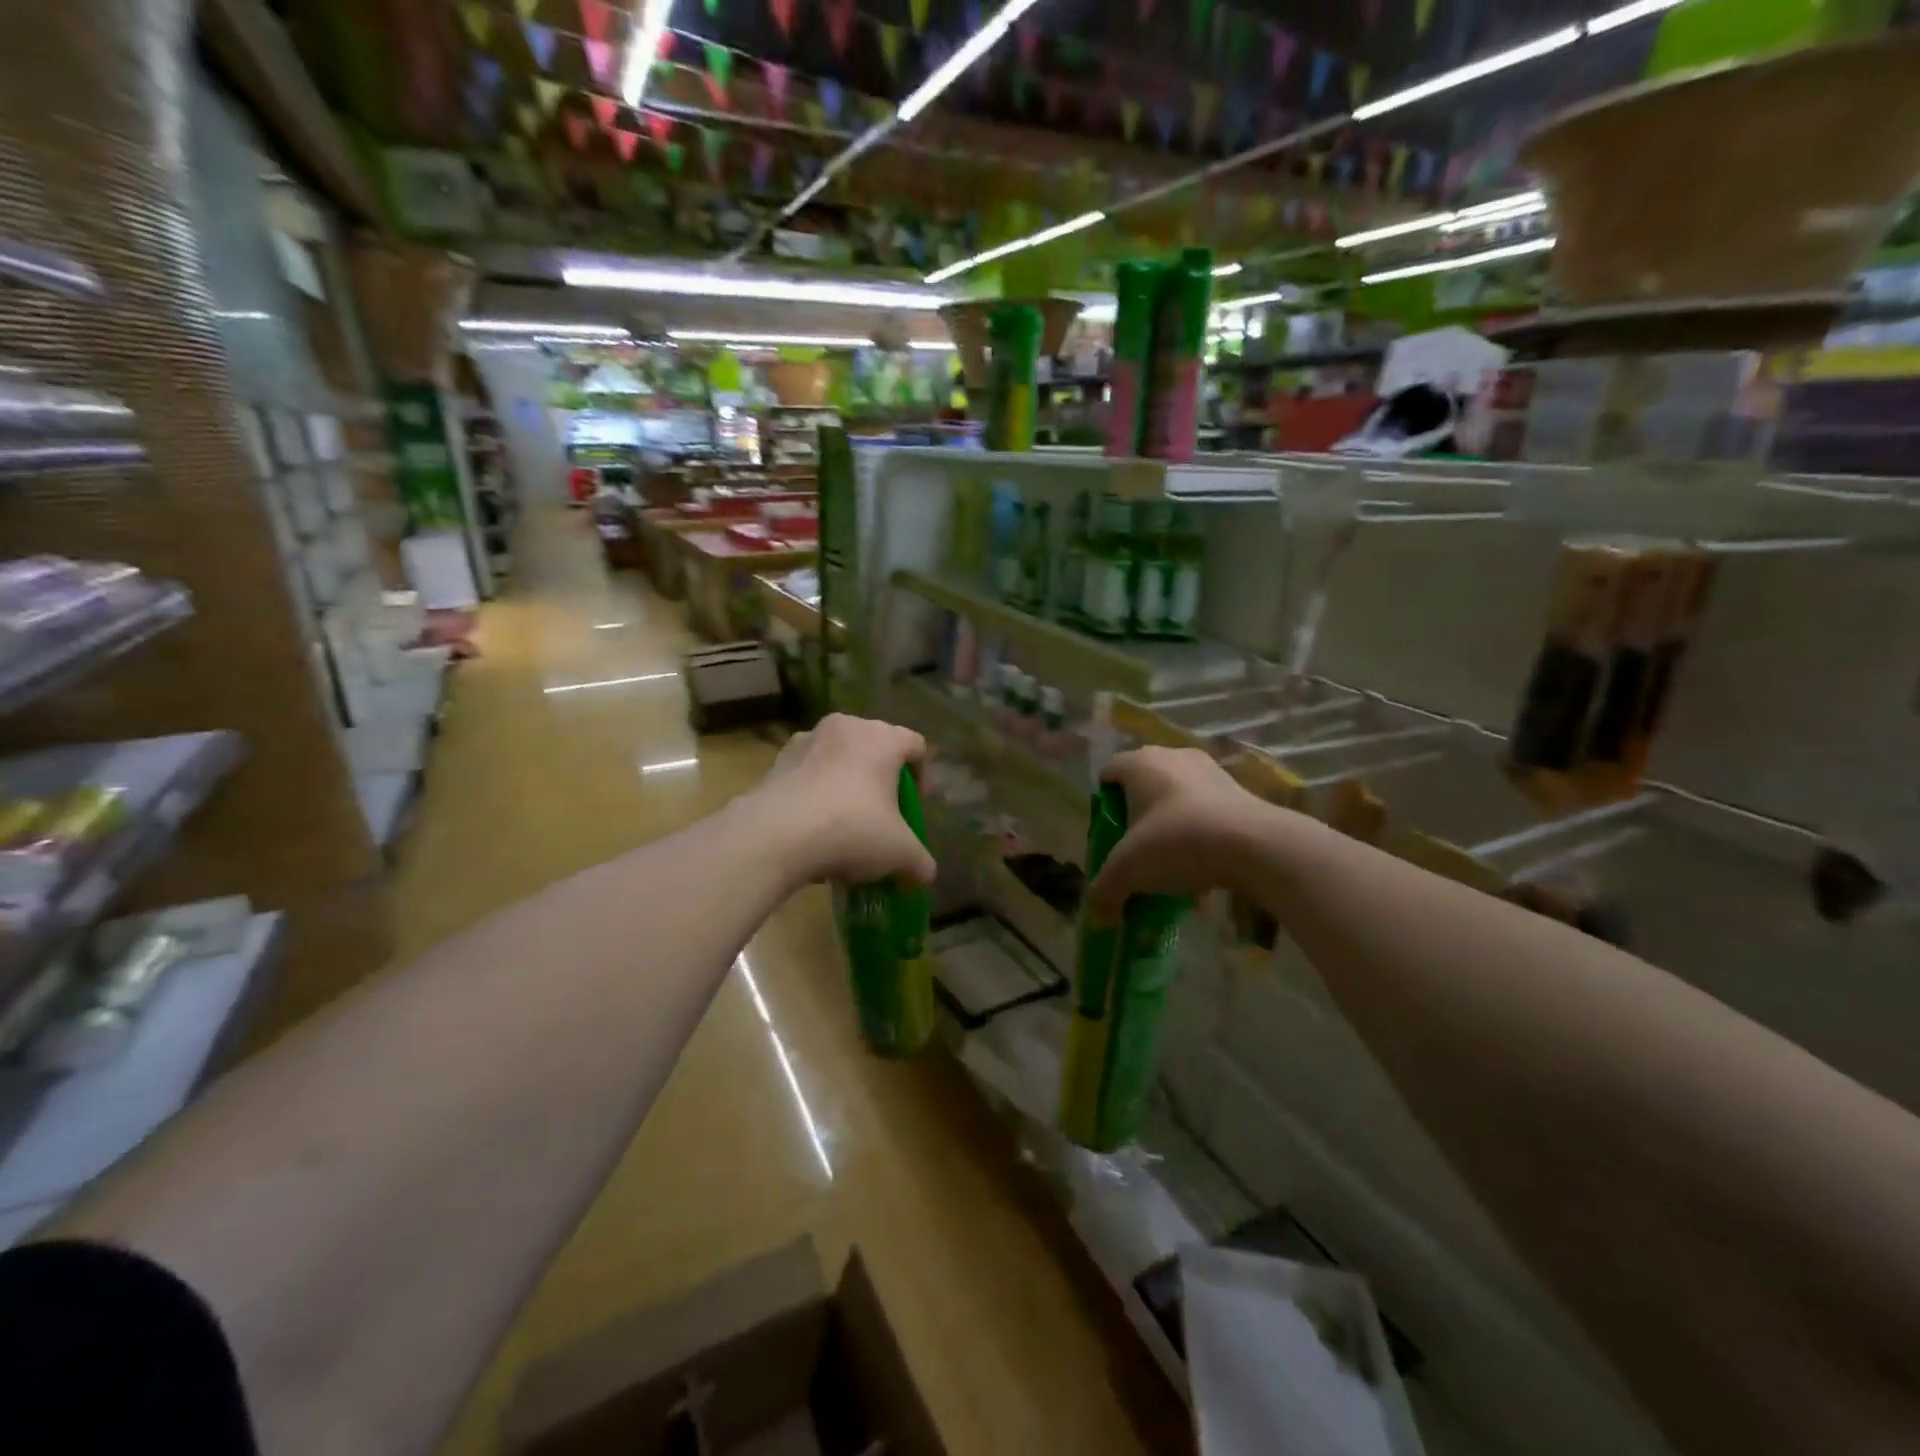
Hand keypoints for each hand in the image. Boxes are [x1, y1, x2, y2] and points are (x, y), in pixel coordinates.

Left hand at [752, 714, 935, 887]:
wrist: (774, 836)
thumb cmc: (851, 829)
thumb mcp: (899, 853)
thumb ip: (919, 862)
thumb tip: (924, 875)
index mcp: (882, 738)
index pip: (915, 744)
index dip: (923, 775)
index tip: (916, 805)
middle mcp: (845, 728)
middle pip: (874, 748)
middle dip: (882, 780)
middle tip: (883, 815)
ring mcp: (805, 741)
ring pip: (837, 760)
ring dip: (846, 785)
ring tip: (844, 826)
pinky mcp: (775, 762)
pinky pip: (807, 775)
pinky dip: (815, 795)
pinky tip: (814, 832)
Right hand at [1086, 747, 1266, 921]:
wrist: (1255, 845)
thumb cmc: (1177, 841)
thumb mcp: (1128, 871)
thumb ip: (1105, 891)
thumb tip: (1098, 917)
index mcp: (1139, 763)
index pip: (1107, 773)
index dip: (1103, 805)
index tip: (1108, 836)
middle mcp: (1172, 756)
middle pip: (1142, 785)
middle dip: (1136, 816)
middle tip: (1136, 850)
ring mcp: (1209, 770)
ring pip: (1176, 797)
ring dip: (1170, 824)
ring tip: (1171, 861)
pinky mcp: (1238, 790)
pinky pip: (1206, 809)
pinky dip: (1199, 831)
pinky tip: (1201, 864)